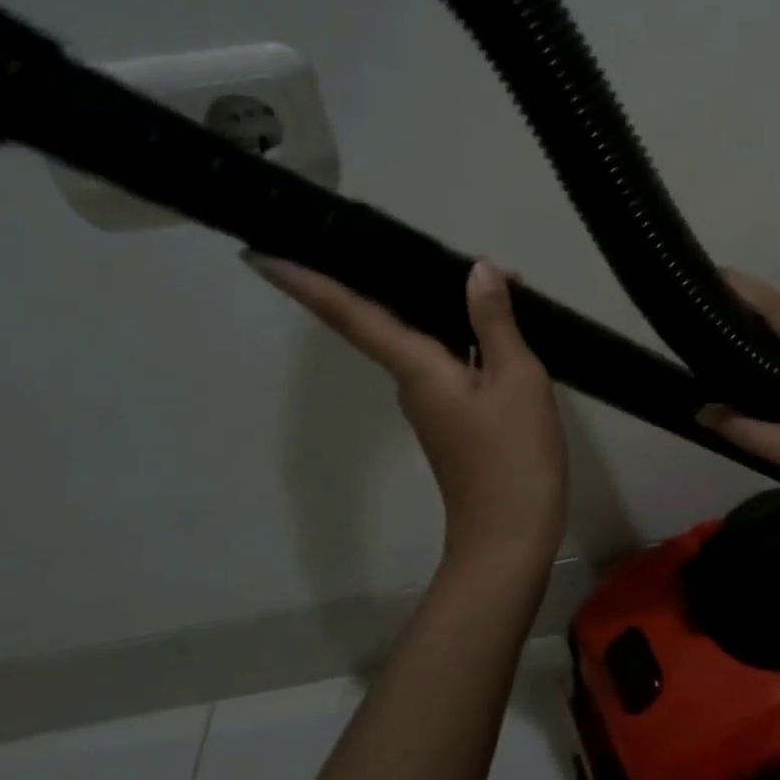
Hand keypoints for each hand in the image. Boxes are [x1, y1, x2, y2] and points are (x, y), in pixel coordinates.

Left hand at [244, 255, 567, 572]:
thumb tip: (477, 271)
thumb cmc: (513, 457)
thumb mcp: (516, 380)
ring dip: (440, 302)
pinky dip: (462, 332)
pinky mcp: (451, 415)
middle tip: (414, 242)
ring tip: (483, 276)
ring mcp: (430, 401)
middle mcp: (411, 382)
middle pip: (384, 319)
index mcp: (416, 369)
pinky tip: (492, 319)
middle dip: (391, 277)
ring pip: (422, 337)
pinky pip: (444, 358)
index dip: (308, 284)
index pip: (351, 315)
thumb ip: (494, 323)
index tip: (262, 255)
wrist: (510, 537)